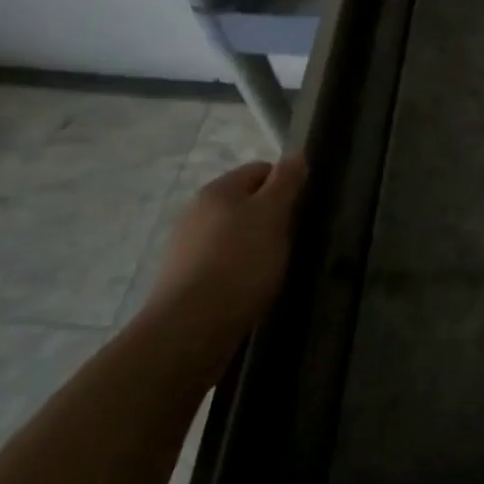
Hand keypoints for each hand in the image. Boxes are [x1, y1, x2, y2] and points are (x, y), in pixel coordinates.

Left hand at [144, 155, 306, 355]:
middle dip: (270, 218)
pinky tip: (247, 290)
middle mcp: (196, 211)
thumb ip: (286, 182)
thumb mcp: (273, 215)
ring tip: (271, 269)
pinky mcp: (181, 280)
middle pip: (245, 203)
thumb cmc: (239, 262)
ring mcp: (184, 247)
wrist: (189, 329)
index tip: (302, 210)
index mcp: (218, 189)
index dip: (286, 185)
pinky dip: (236, 271)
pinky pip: (219, 263)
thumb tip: (296, 153)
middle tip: (290, 240)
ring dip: (253, 246)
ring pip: (232, 234)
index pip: (260, 170)